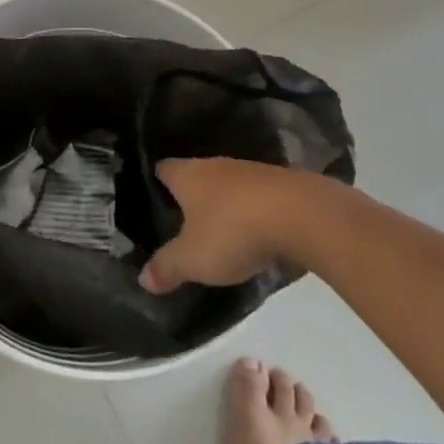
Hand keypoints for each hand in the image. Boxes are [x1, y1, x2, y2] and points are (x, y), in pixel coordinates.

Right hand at [139, 158, 301, 293]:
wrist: (300, 214)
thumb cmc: (234, 230)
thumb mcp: (193, 259)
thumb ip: (167, 267)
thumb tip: (142, 278)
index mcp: (188, 175)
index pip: (163, 169)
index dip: (155, 181)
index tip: (151, 195)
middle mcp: (215, 165)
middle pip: (196, 175)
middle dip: (190, 194)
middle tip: (180, 218)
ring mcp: (250, 171)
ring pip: (227, 184)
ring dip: (223, 202)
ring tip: (217, 226)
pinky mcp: (280, 184)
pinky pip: (255, 196)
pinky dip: (250, 210)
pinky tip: (253, 229)